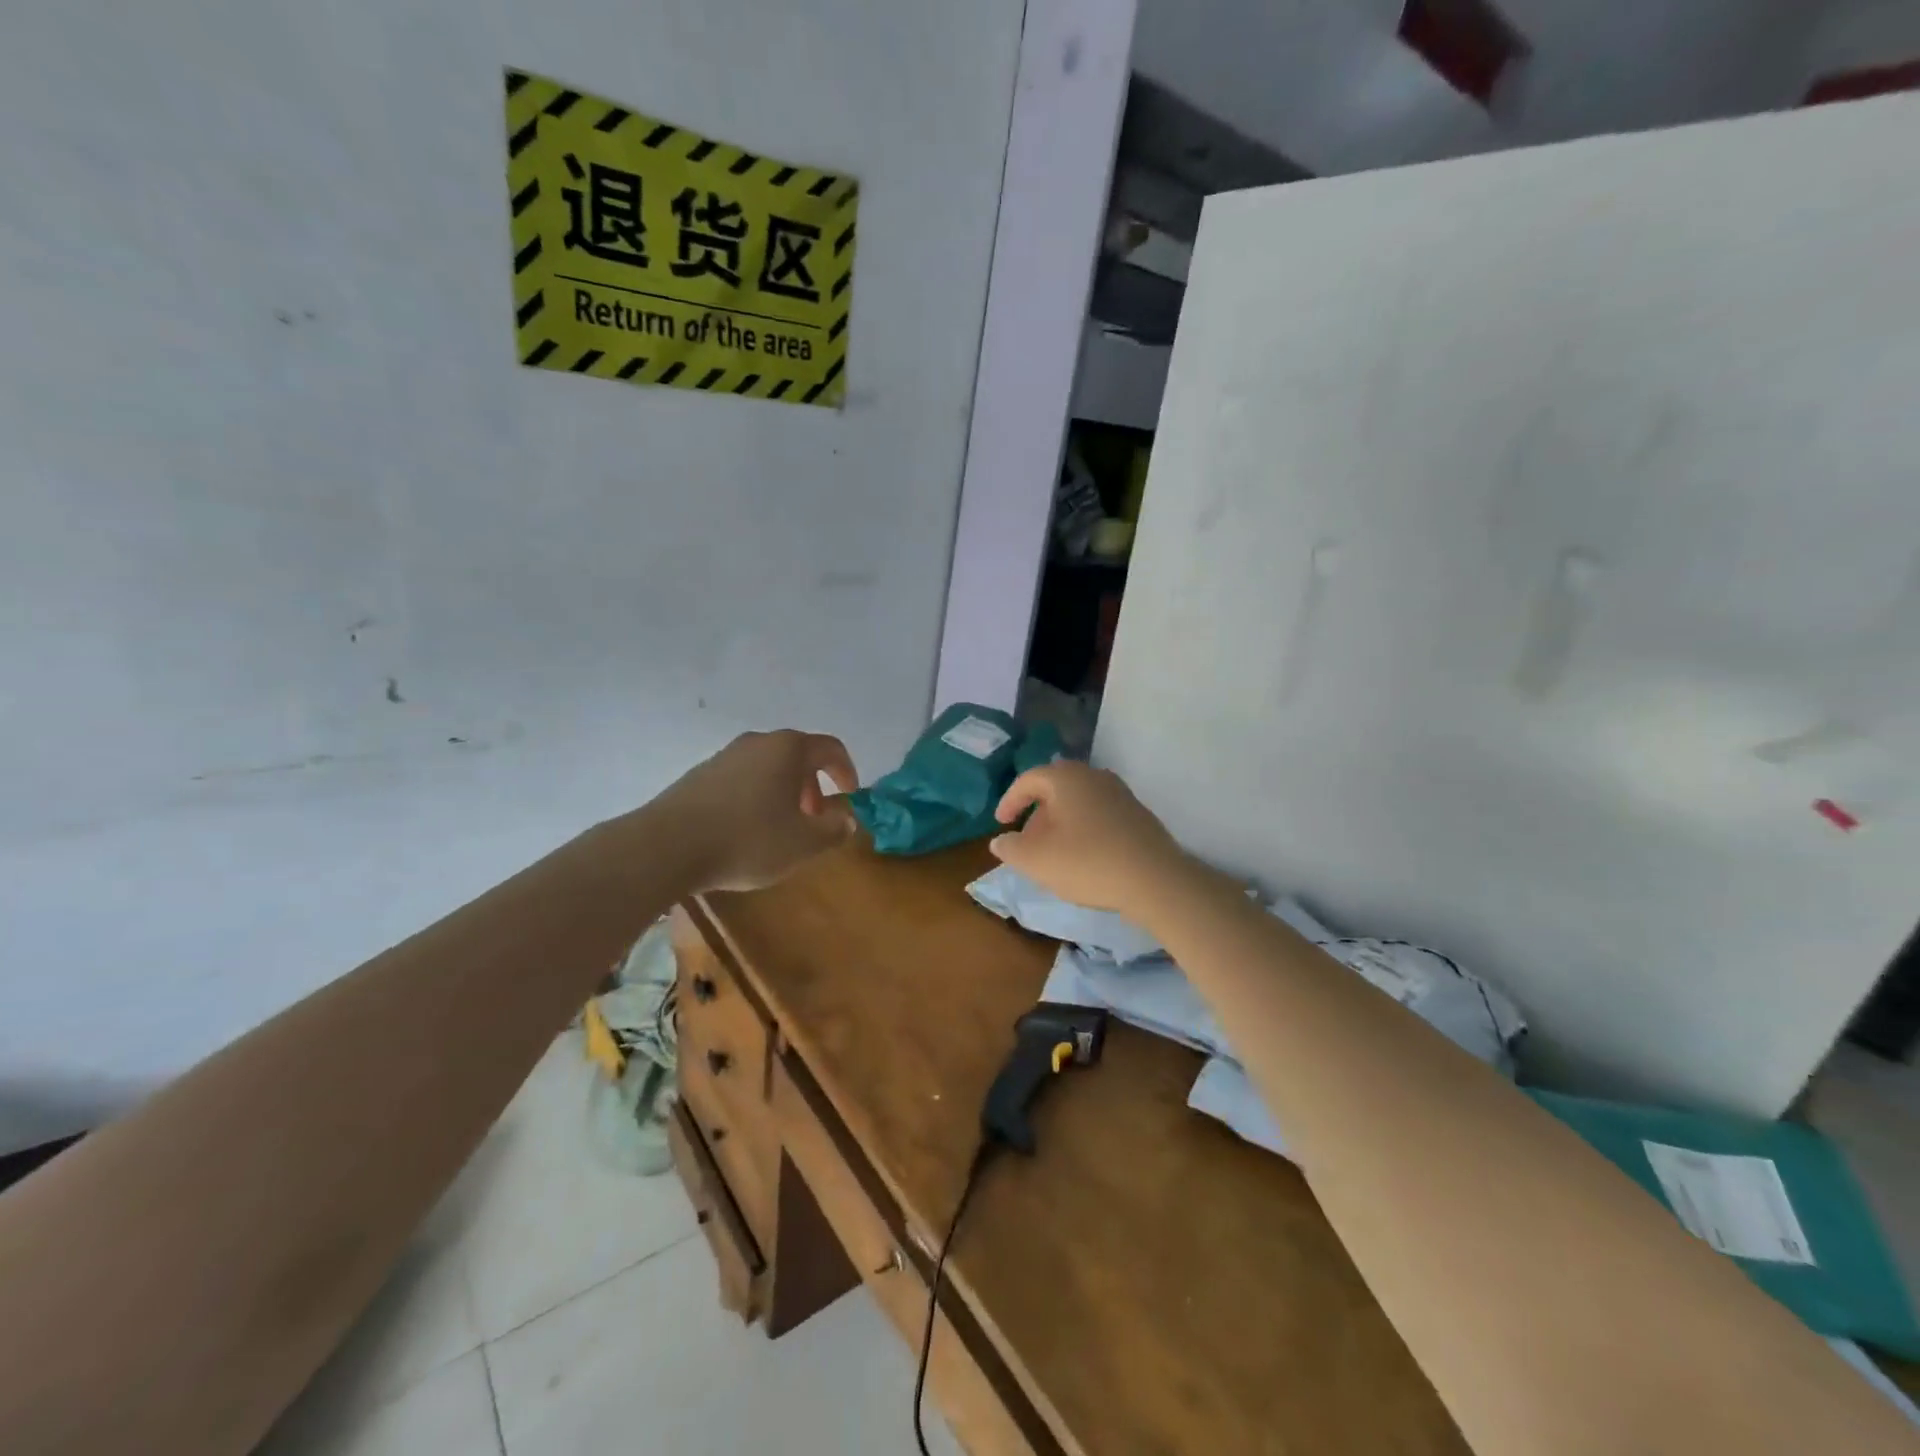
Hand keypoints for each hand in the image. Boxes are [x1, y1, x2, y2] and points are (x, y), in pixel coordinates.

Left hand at [649, 730, 859, 892]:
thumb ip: (834, 829)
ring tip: (782, 827)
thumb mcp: (804, 843)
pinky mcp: (700, 774)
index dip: (846, 771)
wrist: (668, 846)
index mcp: (789, 749)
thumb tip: (847, 818)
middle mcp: (758, 742)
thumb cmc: (749, 840)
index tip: (849, 797)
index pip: (831, 748)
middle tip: (815, 818)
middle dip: (813, 786)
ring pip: (768, 767)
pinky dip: (756, 796)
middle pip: (797, 756)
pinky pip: (742, 779)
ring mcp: (725, 755)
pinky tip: (747, 830)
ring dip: (784, 792)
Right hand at [989, 762, 1188, 912]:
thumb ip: (1011, 849)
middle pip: (1055, 788)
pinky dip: (1082, 828)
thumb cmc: (1088, 863)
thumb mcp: (1037, 860)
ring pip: (1078, 802)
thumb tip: (1000, 841)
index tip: (1001, 824)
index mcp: (1066, 778)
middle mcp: (1094, 776)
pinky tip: (1083, 857)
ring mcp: (1120, 793)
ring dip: (1060, 822)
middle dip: (1036, 814)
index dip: (1010, 801)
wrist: (1155, 880)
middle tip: (1027, 842)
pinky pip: (1098, 814)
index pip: (1028, 780)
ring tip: (1053, 853)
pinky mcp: (1137, 814)